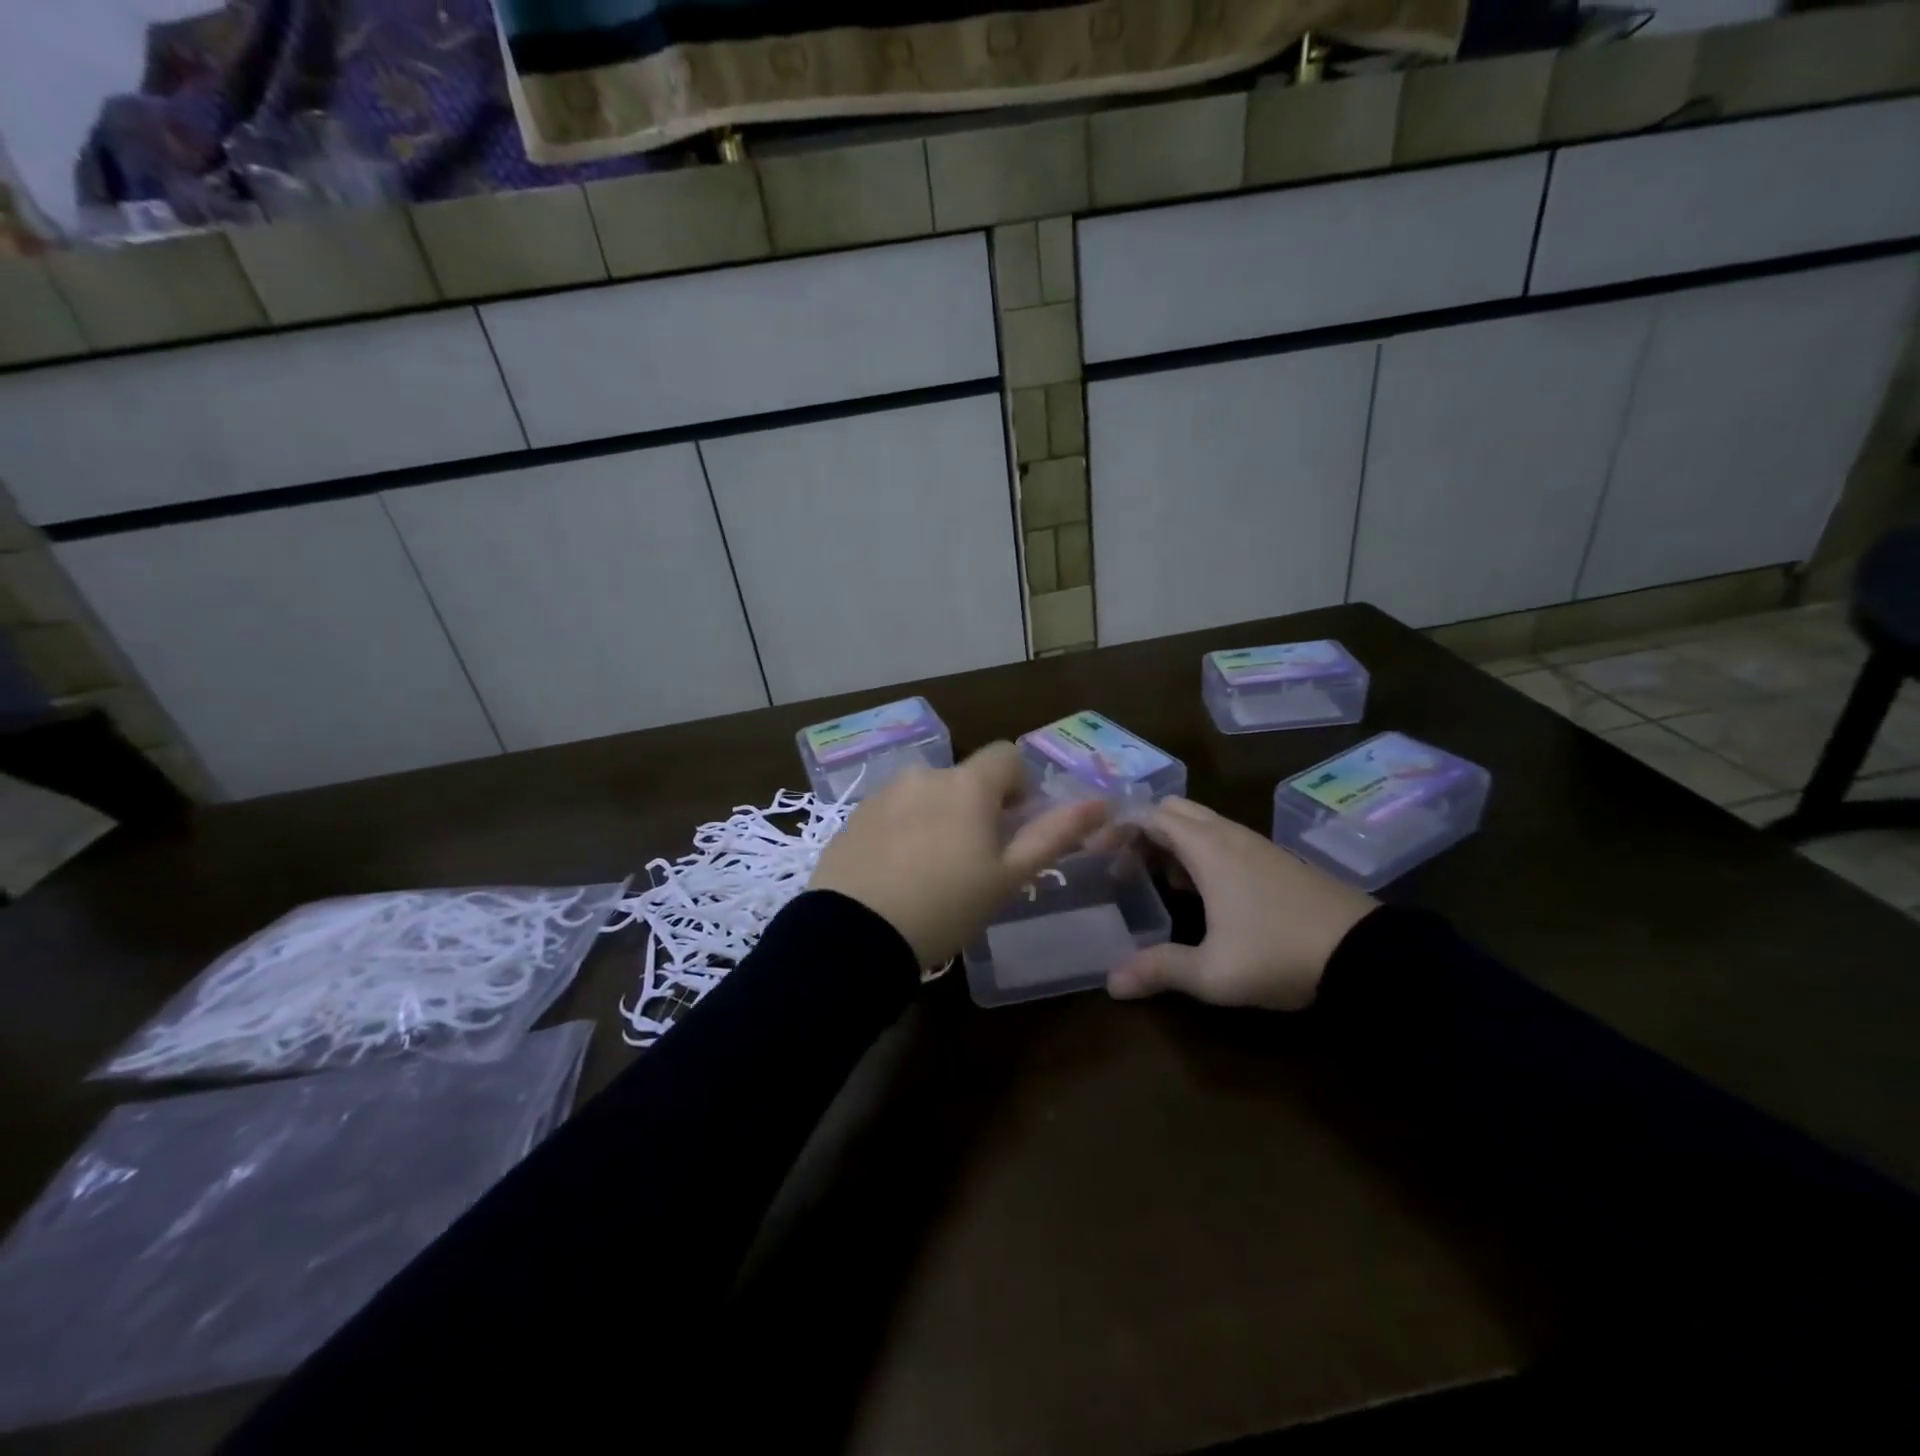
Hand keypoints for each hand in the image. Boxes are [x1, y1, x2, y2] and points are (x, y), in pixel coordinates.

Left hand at [810, 743, 1110, 965]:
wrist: (854, 935)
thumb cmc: (945, 906)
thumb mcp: (1008, 877)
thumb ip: (1055, 834)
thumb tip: (1101, 802)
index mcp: (967, 784)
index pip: (1007, 755)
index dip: (1019, 786)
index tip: (1013, 826)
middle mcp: (925, 774)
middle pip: (966, 777)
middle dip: (978, 806)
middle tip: (975, 859)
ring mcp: (884, 793)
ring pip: (929, 794)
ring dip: (940, 815)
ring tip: (932, 870)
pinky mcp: (855, 815)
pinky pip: (894, 810)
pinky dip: (905, 828)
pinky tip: (898, 872)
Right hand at [1108, 796, 1376, 1009]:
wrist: (1368, 955)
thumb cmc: (1279, 953)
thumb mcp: (1213, 972)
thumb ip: (1159, 970)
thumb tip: (1110, 983)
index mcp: (1207, 848)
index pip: (1149, 815)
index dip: (1117, 829)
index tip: (1096, 854)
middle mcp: (1229, 835)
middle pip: (1173, 811)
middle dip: (1143, 831)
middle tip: (1125, 867)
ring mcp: (1257, 845)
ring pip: (1201, 824)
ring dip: (1172, 842)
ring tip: (1158, 882)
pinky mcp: (1277, 860)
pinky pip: (1223, 839)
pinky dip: (1199, 851)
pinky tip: (1202, 892)